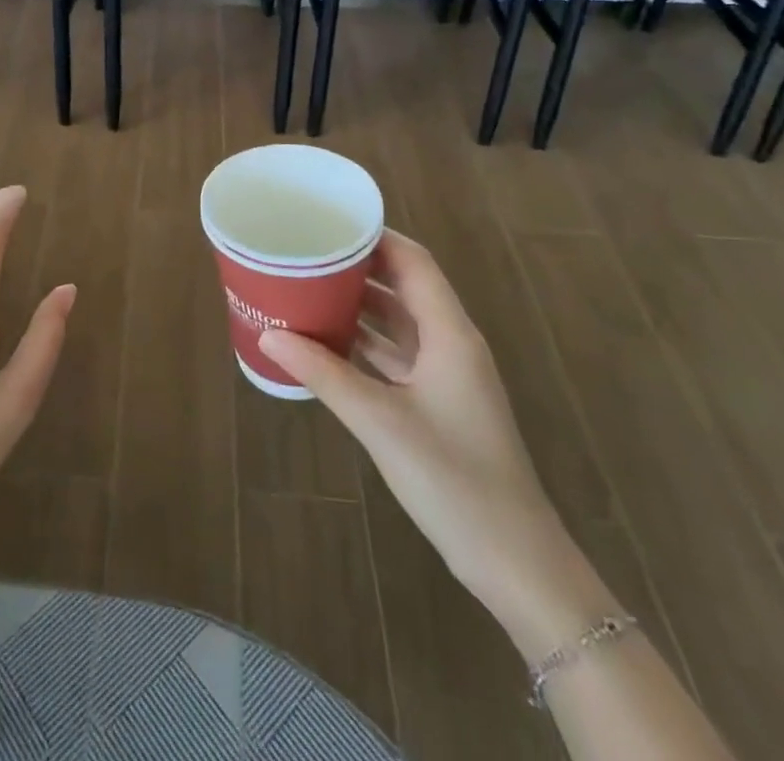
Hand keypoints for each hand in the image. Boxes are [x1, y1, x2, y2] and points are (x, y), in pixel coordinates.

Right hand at [260, 231, 603, 653]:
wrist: (514, 561)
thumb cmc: (454, 479)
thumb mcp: (380, 421)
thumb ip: (323, 374)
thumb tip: (269, 334)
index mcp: (450, 334)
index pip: (413, 262)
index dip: (375, 236)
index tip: (329, 221)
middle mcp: (451, 343)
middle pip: (405, 286)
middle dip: (359, 266)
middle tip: (308, 251)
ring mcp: (447, 375)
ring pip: (400, 321)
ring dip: (359, 304)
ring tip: (309, 286)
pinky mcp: (438, 402)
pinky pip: (397, 354)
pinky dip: (365, 341)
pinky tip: (327, 341)